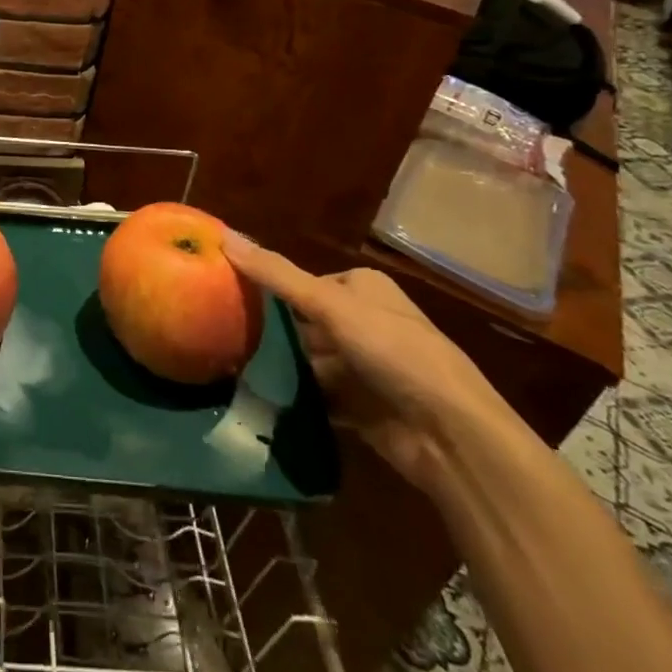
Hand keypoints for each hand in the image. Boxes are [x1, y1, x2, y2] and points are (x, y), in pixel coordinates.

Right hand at [222, 232, 513, 490]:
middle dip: (270, 331)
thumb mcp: (329, 304)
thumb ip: (276, 274)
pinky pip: (317, 395)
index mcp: (364, 288)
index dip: (269, 287)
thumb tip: (223, 236)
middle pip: (304, 322)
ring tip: (230, 367)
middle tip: (220, 333)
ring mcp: (364, 366)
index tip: (228, 295)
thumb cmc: (393, 352)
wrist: (451, 435)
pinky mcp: (361, 406)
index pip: (304, 281)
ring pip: (308, 360)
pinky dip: (294, 398)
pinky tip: (258, 399)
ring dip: (279, 367)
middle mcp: (365, 322)